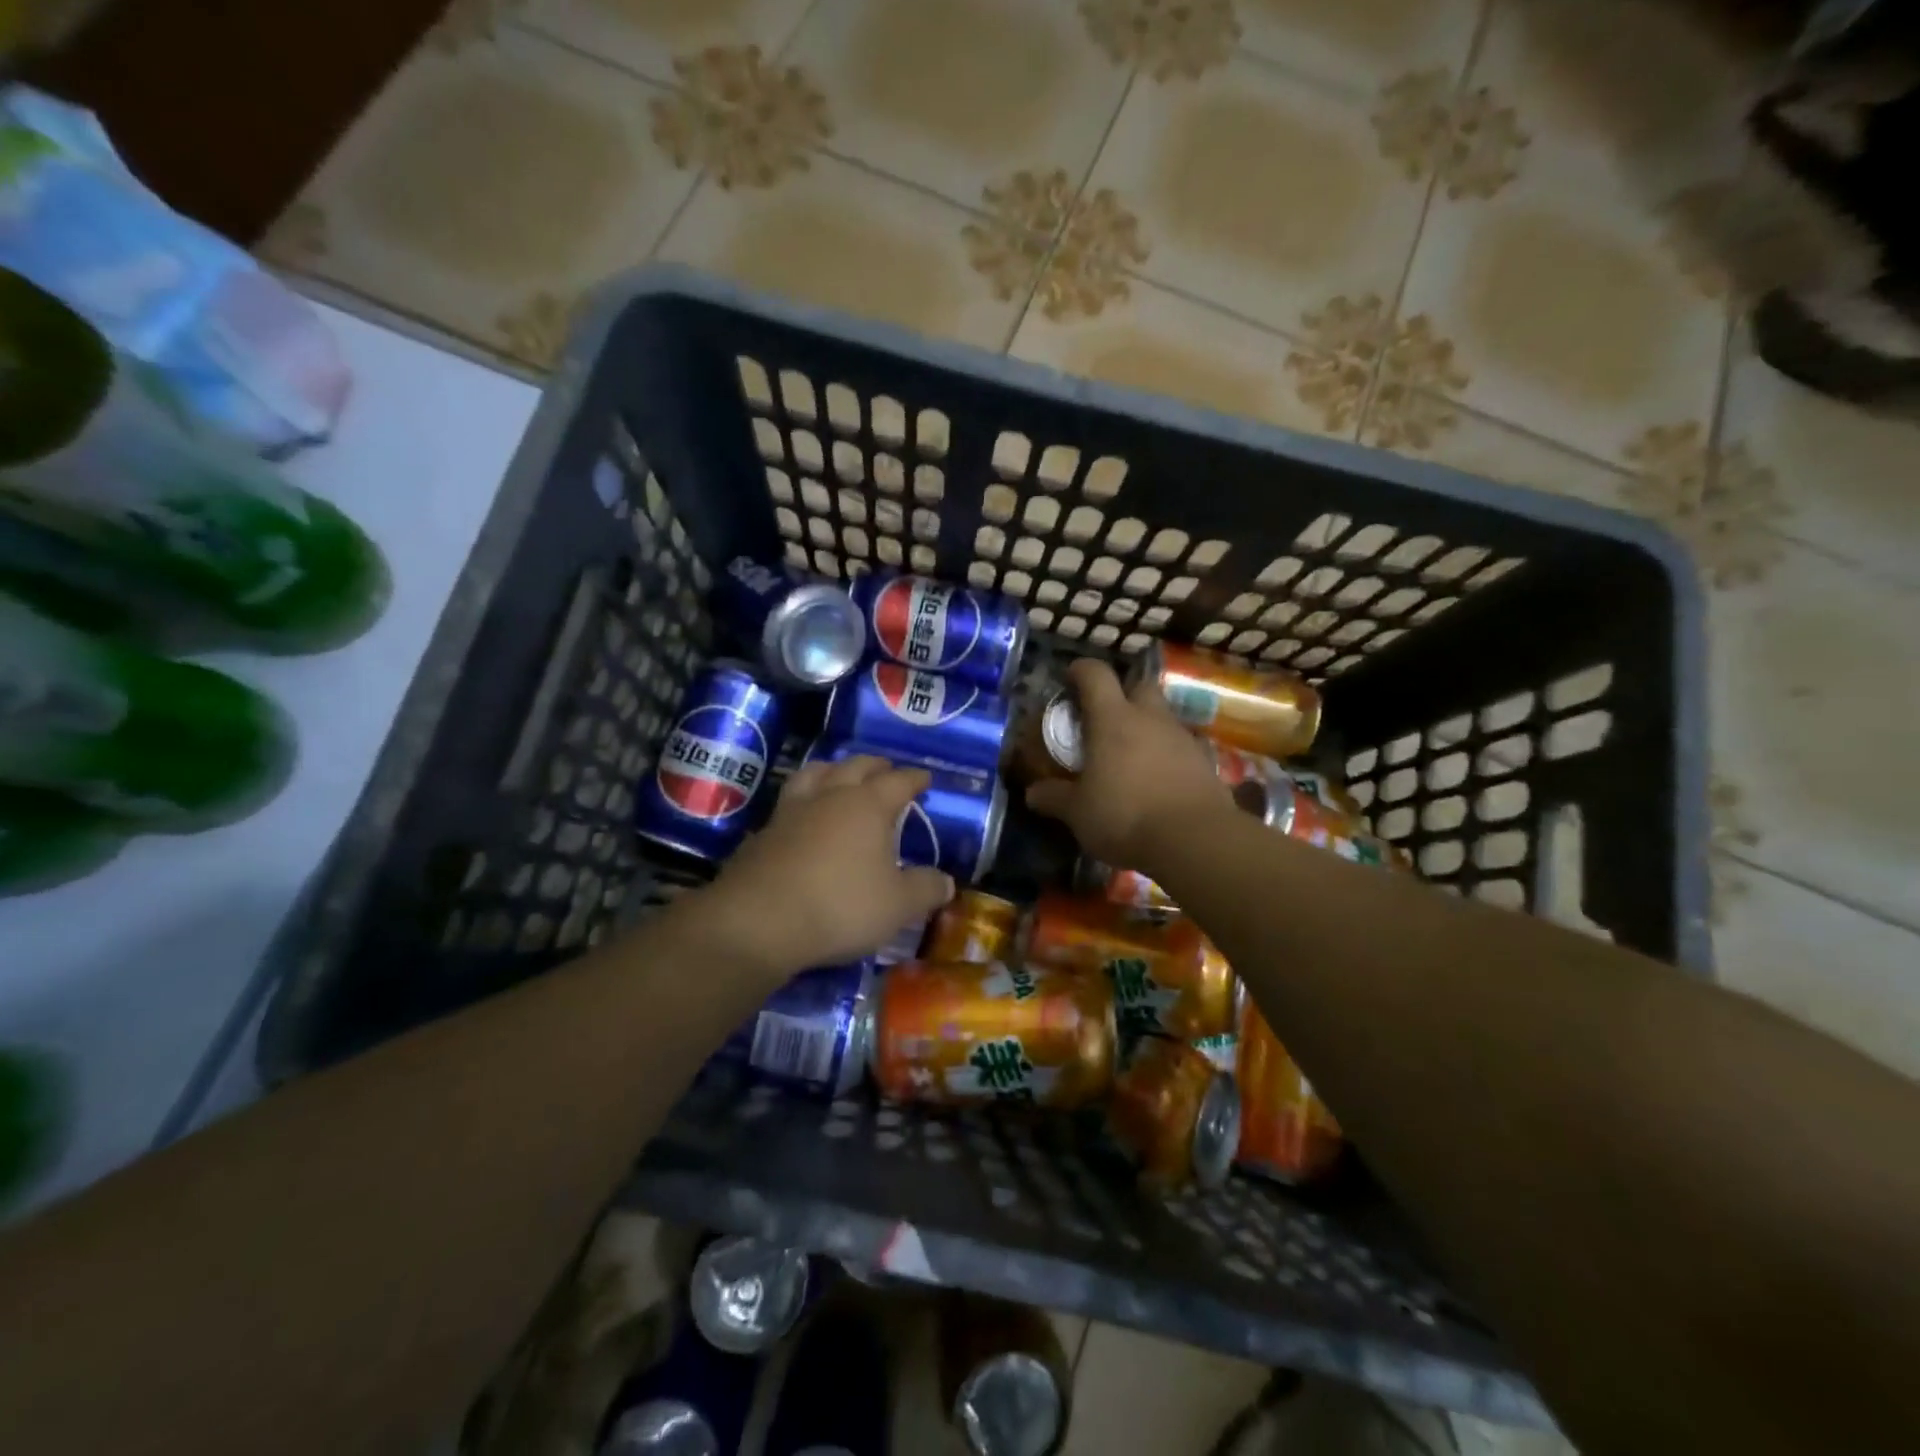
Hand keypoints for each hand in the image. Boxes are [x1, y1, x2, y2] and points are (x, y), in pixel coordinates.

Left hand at [700, 754, 954, 980]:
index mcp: (868, 805)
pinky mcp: (763, 833)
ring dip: (833, 770)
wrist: (759, 921)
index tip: (925, 778)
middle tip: (886, 770)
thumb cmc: (840, 906)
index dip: (914, 778)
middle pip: (855, 766)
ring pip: (814, 774)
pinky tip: (804, 818)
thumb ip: (925, 889)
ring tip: (840, 776)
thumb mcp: (898, 906)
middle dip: (875, 766)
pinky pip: (789, 802)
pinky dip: (804, 801)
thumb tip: (946, 881)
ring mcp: (792, 811)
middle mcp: (830, 797)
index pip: (898, 781)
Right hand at [1026, 658, 1230, 870]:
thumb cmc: (1125, 816)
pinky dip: (1167, 756)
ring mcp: (1182, 738)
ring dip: (1146, 728)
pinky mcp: (1205, 763)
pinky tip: (1157, 781)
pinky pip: (1181, 748)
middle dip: (1123, 694)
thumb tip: (1031, 793)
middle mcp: (1150, 718)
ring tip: (1130, 756)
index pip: (1096, 675)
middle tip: (1105, 718)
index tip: (1070, 678)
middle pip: (1139, 686)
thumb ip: (1054, 798)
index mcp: (1113, 719)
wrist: (1194, 840)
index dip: (1081, 670)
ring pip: (1163, 717)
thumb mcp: (1078, 812)